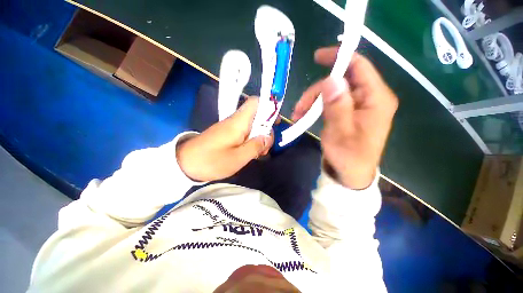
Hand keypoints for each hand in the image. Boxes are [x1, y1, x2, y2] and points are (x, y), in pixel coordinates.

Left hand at [177, 98, 273, 181]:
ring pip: (253, 125)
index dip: (269, 107)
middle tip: (265, 148)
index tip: (275, 123)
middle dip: (266, 130)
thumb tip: (268, 137)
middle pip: (258, 116)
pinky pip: (245, 132)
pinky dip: (251, 140)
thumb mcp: (238, 157)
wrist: (185, 163)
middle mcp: (236, 120)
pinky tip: (250, 152)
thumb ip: (256, 146)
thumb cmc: (212, 161)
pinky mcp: (228, 133)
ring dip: (259, 137)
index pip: (256, 102)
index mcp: (238, 121)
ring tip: (258, 153)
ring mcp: (231, 127)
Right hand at [292, 47, 397, 188]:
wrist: (350, 174)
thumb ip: (337, 106)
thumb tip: (332, 79)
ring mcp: (359, 105)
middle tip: (299, 108)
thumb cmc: (348, 157)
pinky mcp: (349, 112)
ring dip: (312, 101)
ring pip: (332, 92)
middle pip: (340, 81)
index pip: (359, 66)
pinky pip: (331, 102)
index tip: (317, 57)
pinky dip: (316, 107)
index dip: (339, 57)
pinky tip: (305, 116)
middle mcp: (370, 97)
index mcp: (376, 99)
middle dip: (316, 91)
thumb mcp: (340, 133)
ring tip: (298, 115)